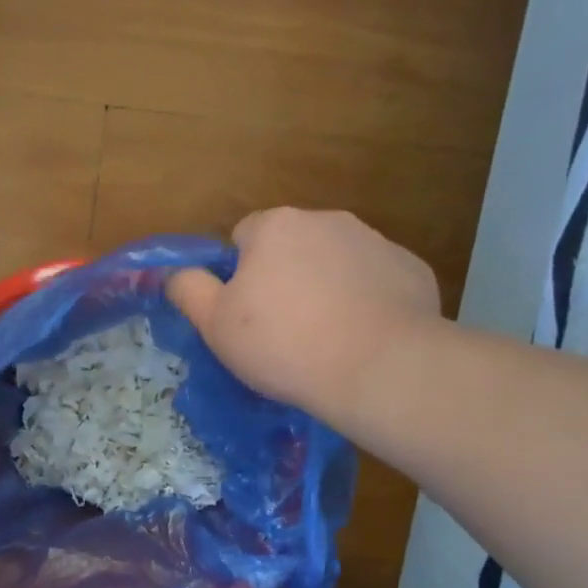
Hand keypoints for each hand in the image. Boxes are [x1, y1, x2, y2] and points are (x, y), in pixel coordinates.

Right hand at [167, 208, 442, 428]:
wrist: (378, 367)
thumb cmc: (283, 344)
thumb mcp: (215, 324)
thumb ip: (189, 290)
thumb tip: (176, 273)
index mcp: (276, 226)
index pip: (243, 236)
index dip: (239, 276)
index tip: (246, 315)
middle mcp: (327, 220)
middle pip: (291, 247)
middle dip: (284, 278)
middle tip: (283, 331)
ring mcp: (375, 242)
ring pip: (334, 263)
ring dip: (325, 288)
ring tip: (325, 339)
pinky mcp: (410, 269)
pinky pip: (374, 282)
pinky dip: (365, 302)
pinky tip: (363, 338)